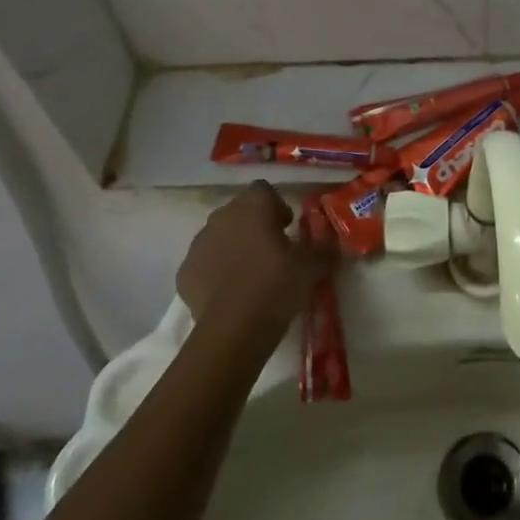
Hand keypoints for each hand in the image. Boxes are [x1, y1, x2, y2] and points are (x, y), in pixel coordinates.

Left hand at [176, 181, 336, 341]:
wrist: (234, 329)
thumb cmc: (277, 284)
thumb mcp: (312, 267)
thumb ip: (324, 250)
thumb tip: (334, 246)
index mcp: (253, 205)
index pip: (264, 190)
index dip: (276, 206)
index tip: (287, 228)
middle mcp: (222, 216)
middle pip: (239, 211)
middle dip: (254, 226)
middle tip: (272, 252)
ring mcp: (199, 243)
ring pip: (219, 236)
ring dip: (233, 247)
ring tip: (250, 275)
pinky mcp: (185, 272)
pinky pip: (204, 264)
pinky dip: (214, 272)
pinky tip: (229, 294)